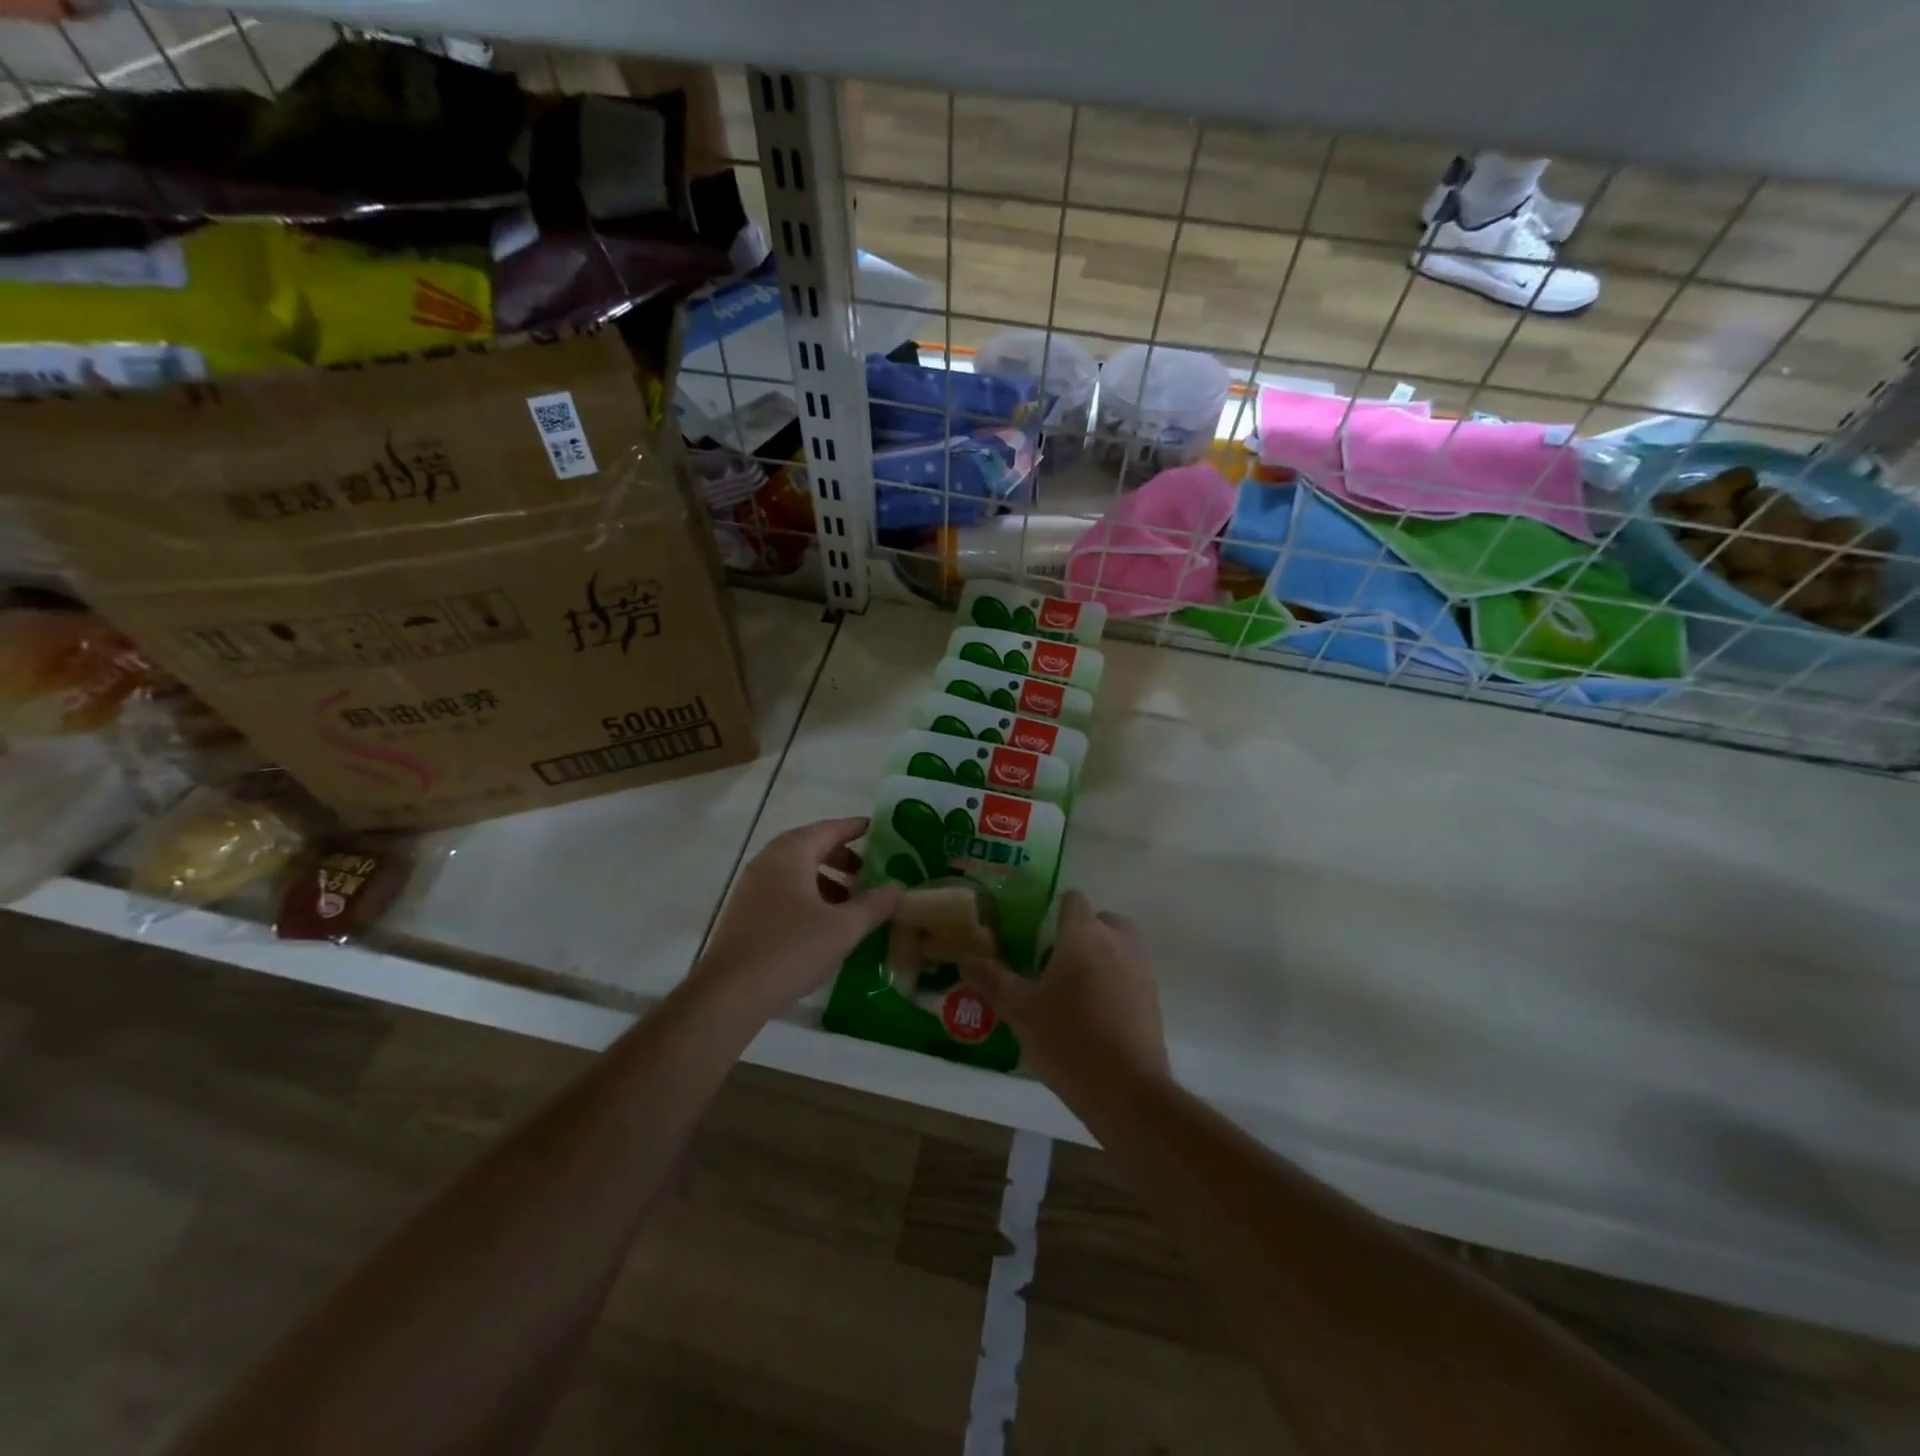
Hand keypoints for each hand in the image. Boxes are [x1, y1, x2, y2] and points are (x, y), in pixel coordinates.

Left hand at [693, 817, 901, 1022]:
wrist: (730, 993)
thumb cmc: (791, 949)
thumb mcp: (843, 928)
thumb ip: (874, 905)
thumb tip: (898, 888)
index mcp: (791, 854)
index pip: (829, 828)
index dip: (855, 828)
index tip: (877, 829)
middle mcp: (768, 861)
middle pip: (810, 846)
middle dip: (841, 856)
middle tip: (867, 872)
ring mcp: (751, 886)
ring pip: (795, 870)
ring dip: (824, 879)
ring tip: (849, 902)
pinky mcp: (744, 911)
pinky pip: (782, 889)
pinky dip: (806, 894)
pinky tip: (822, 923)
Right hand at [962, 889, 1169, 1099]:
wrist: (1126, 1091)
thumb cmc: (1068, 1040)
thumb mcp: (1020, 1011)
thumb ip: (993, 980)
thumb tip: (966, 960)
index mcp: (1084, 935)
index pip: (1073, 899)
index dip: (1055, 909)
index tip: (1036, 932)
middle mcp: (1118, 941)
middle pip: (1101, 919)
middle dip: (1081, 932)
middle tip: (1055, 961)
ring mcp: (1141, 968)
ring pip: (1121, 945)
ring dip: (1102, 954)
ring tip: (1075, 986)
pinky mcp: (1154, 997)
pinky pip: (1132, 973)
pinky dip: (1117, 980)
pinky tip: (1095, 1012)